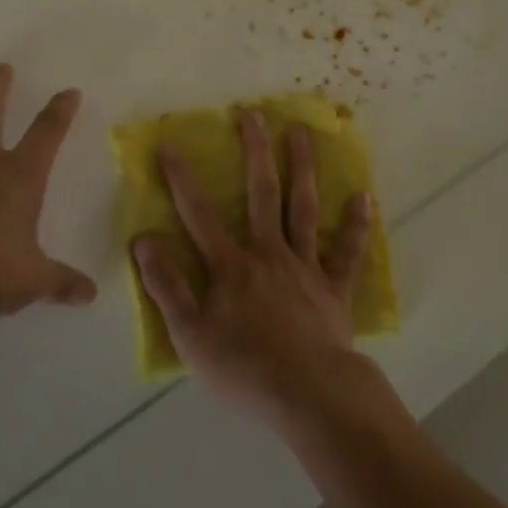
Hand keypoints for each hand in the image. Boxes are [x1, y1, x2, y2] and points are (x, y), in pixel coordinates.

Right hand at [133, 109, 373, 421]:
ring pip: (303, 208)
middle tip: (253, 114)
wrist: (309, 393)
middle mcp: (269, 253)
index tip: (171, 144)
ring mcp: (305, 266)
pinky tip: (363, 197)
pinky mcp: (333, 288)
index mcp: (231, 266)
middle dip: (255, 151)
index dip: (182, 179)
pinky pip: (346, 252)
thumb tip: (144, 239)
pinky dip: (355, 225)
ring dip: (302, 168)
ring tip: (301, 133)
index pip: (199, 214)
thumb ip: (166, 285)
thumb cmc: (244, 367)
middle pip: (261, 193)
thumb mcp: (190, 334)